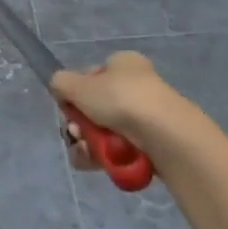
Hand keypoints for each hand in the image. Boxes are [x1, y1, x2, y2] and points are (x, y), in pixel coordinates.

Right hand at [50, 52, 189, 168]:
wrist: (167, 136)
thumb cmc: (121, 100)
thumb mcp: (78, 85)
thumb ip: (60, 83)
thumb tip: (60, 90)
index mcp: (123, 64)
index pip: (91, 77)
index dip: (75, 93)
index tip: (69, 108)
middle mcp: (137, 86)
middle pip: (96, 107)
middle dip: (80, 124)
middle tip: (76, 133)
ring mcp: (148, 117)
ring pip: (106, 132)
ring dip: (89, 143)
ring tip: (86, 153)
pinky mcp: (156, 145)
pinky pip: (122, 150)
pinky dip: (107, 158)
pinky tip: (98, 164)